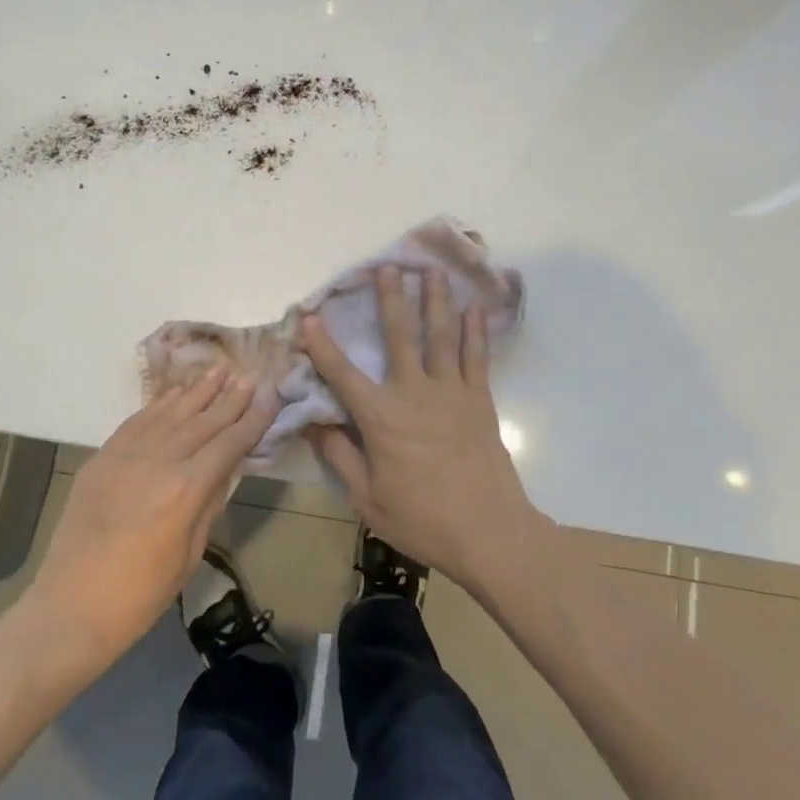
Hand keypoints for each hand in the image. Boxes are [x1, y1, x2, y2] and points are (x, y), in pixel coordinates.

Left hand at [21, 368, 273, 669]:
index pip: (229, 444)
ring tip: (218, 370)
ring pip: (170, 413)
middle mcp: (158, 461)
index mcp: (185, 490)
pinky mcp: (102, 458)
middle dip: (229, 398)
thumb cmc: (139, 595)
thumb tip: (225, 468)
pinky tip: (175, 392)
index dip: (252, 420)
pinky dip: (159, 404)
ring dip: (196, 390)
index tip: (270, 397)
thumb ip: (209, 503)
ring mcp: (126, 455)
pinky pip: (137, 421)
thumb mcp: (189, 553)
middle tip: (249, 375)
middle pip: (202, 421)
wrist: (69, 609)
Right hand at [302, 267, 539, 590]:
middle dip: (391, 298)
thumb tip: (314, 422)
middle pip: (399, 335)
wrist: (490, 533)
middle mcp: (414, 392)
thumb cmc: (423, 520)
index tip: (309, 316)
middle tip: (387, 266)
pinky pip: (475, 356)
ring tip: (432, 270)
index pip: (342, 374)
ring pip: (440, 335)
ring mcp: (450, 392)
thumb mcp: (367, 498)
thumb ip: (340, 457)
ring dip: (435, 300)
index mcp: (381, 417)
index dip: (322, 345)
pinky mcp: (479, 399)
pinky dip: (474, 330)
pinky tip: (473, 308)